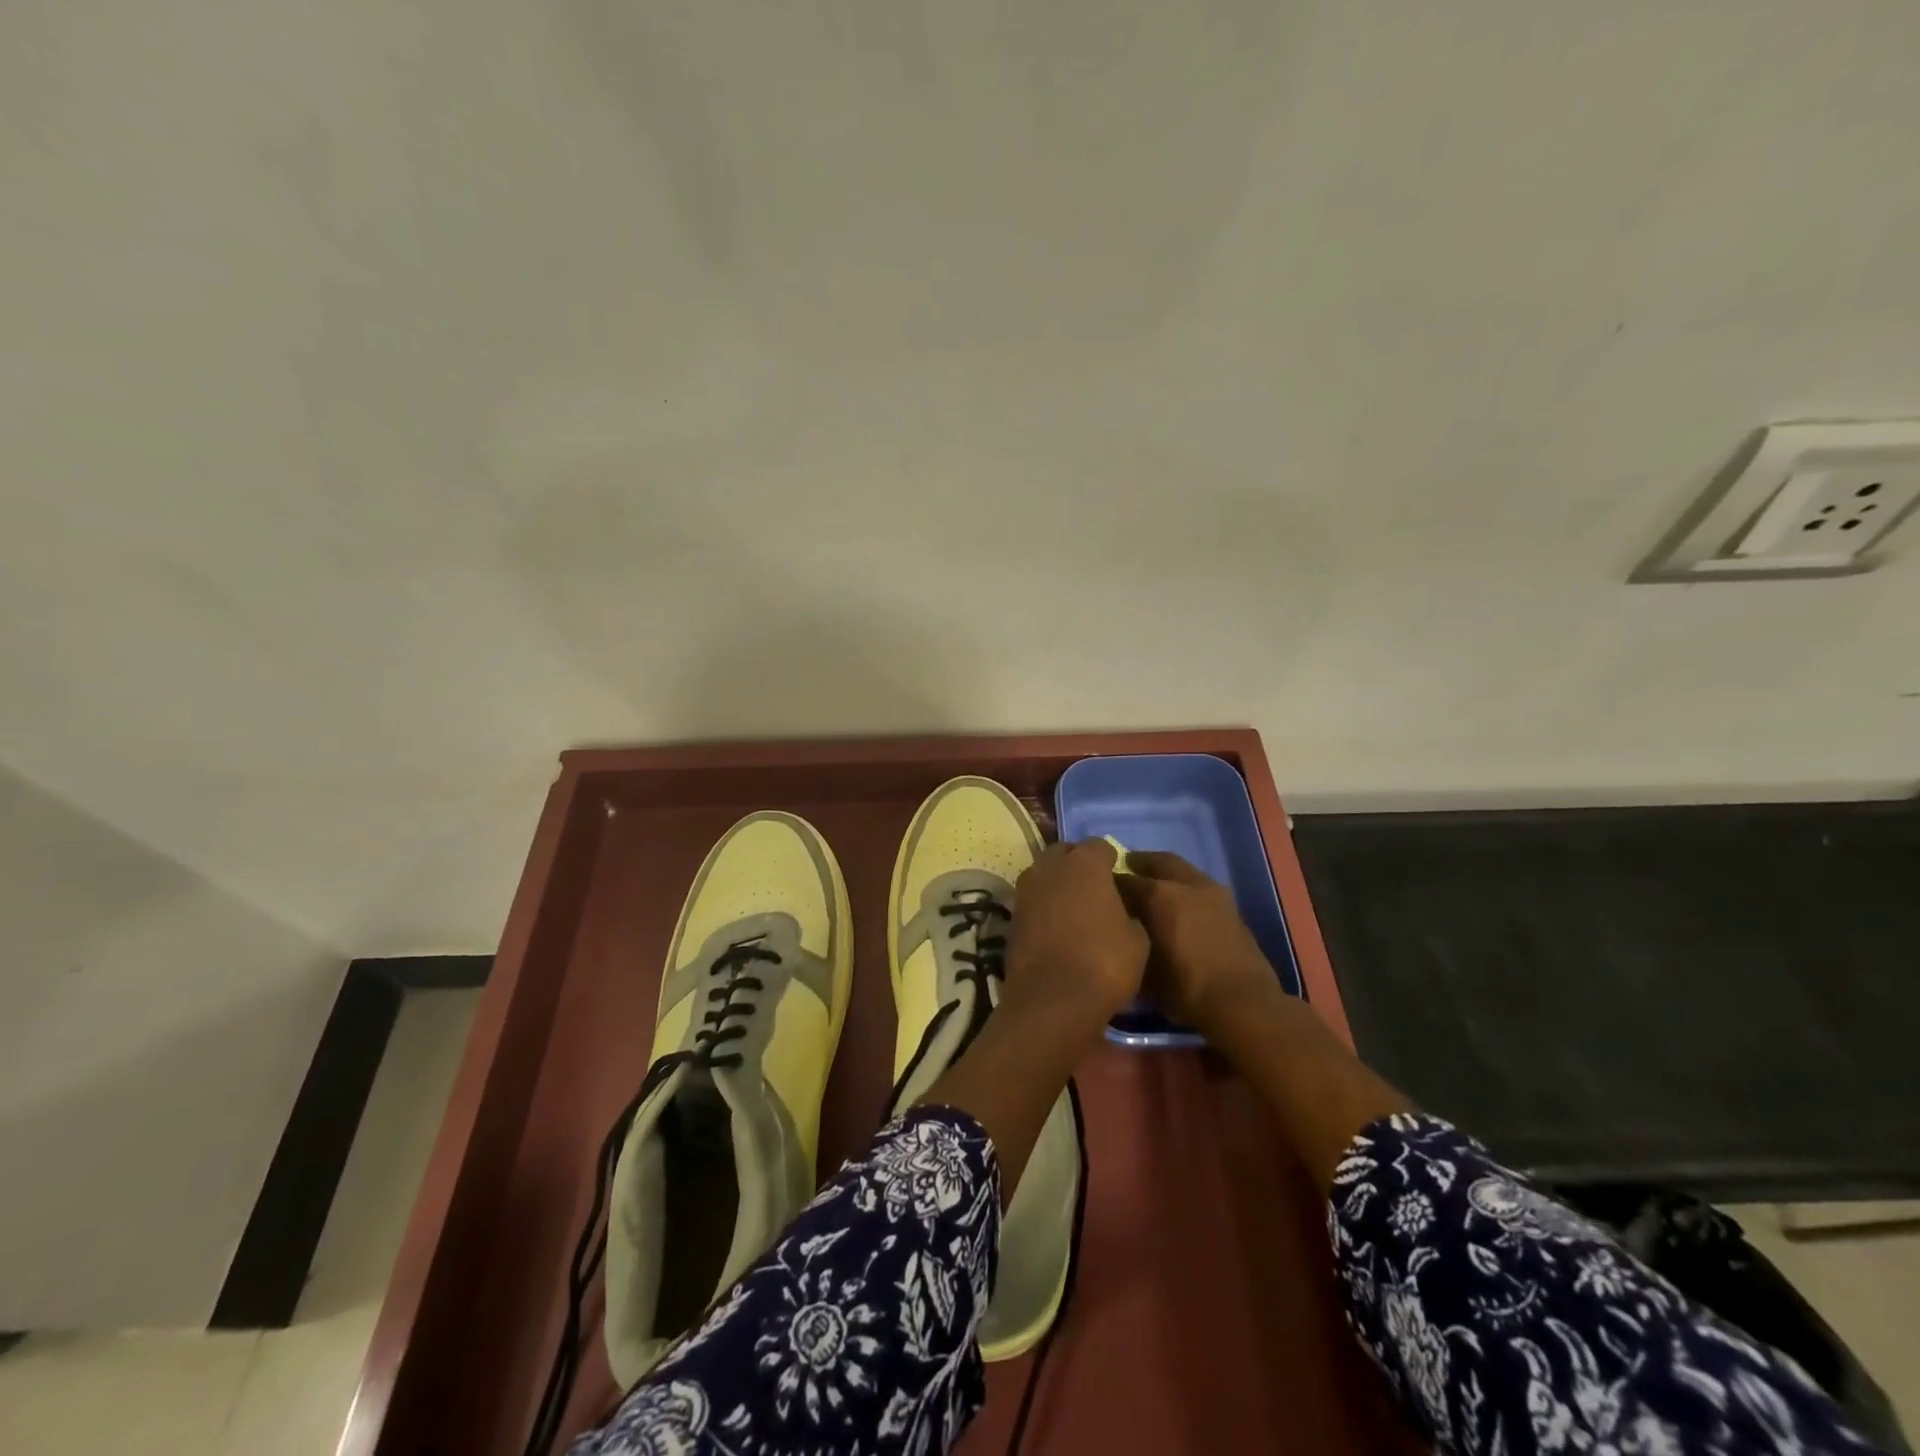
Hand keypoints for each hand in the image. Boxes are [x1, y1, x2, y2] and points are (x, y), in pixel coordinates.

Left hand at [1003, 838, 1148, 1041]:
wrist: (1052, 1001)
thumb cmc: (1104, 964)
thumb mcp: (1137, 939)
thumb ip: (1128, 912)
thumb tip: (1119, 910)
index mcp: (1085, 863)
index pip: (1099, 845)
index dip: (1110, 860)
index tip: (1118, 877)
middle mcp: (1051, 866)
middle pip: (1065, 852)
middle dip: (1079, 864)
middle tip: (1095, 889)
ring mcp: (1026, 889)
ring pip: (1045, 873)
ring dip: (1058, 883)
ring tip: (1075, 908)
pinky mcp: (1012, 914)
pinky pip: (1033, 898)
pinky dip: (1044, 905)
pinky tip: (1057, 926)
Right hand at [1117, 851, 1283, 1040]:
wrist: (1243, 1004)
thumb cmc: (1185, 988)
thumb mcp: (1144, 970)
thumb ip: (1129, 942)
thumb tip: (1121, 931)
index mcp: (1159, 895)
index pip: (1125, 880)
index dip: (1110, 884)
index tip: (1099, 889)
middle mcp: (1186, 884)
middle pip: (1158, 862)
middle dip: (1140, 863)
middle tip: (1126, 867)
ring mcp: (1213, 893)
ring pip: (1183, 871)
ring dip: (1166, 874)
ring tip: (1153, 888)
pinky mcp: (1231, 907)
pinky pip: (1199, 887)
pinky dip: (1185, 889)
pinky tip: (1178, 906)